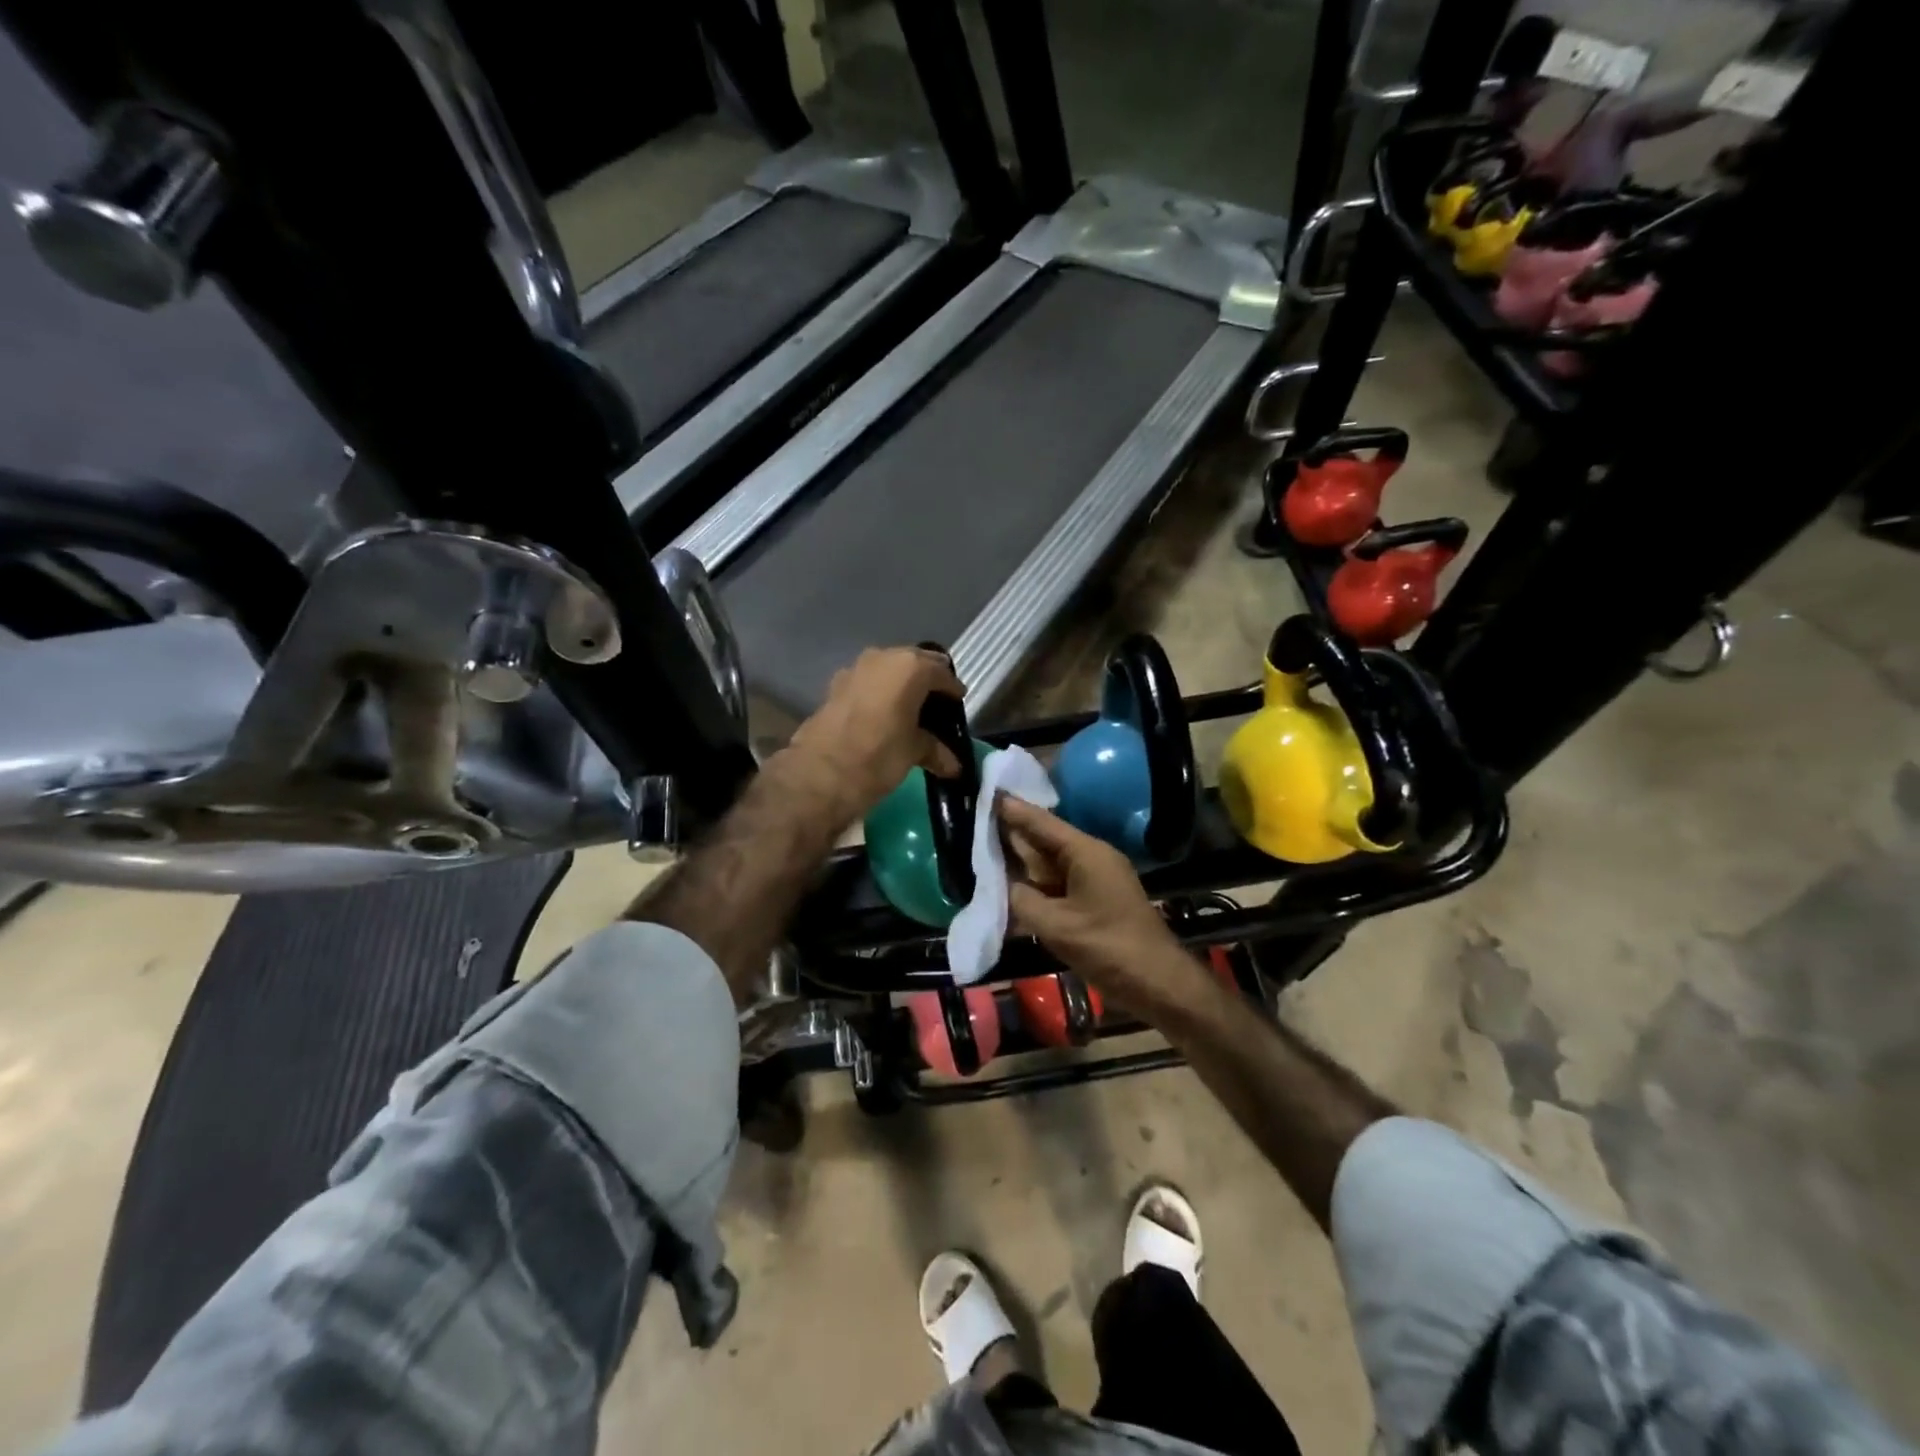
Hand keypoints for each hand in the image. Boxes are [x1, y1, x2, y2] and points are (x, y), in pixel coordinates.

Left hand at [784, 646, 965, 830]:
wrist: (820, 773)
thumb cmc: (878, 756)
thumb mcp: (914, 752)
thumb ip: (934, 749)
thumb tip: (952, 765)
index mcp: (910, 667)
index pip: (941, 672)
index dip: (952, 689)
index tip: (958, 701)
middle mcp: (883, 658)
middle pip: (914, 663)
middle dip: (926, 681)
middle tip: (937, 702)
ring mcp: (855, 669)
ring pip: (888, 670)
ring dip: (900, 685)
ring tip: (911, 709)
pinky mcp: (835, 686)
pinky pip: (868, 683)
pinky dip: (879, 694)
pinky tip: (883, 715)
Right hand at [999, 797, 1206, 1019]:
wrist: (1159, 984)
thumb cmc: (1109, 948)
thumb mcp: (1057, 926)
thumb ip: (1023, 902)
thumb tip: (1004, 887)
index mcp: (1086, 852)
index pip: (1041, 822)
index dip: (1012, 808)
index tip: (986, 791)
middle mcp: (1091, 858)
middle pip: (1044, 840)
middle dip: (1011, 834)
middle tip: (974, 821)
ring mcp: (1095, 881)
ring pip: (1049, 864)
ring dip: (1021, 863)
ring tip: (984, 851)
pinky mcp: (1095, 902)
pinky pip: (1058, 885)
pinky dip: (1035, 886)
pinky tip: (1011, 890)